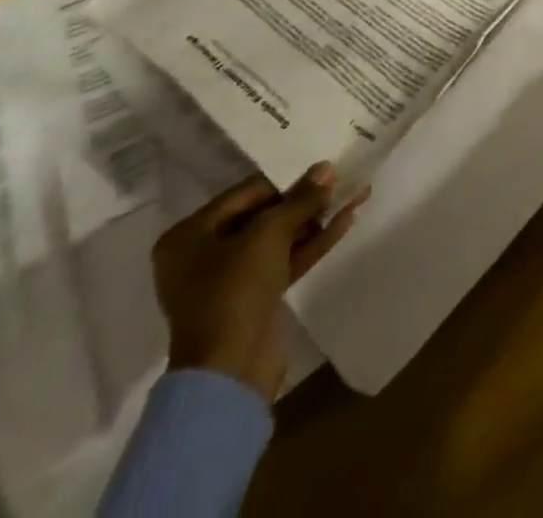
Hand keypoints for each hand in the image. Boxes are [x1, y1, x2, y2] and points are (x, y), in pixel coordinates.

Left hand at [153, 165, 366, 399]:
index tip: (321, 167)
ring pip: (279, 239)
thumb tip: (327, 168)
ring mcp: (230, 280)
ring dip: (315, 219)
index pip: (245, 194)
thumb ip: (300, 199)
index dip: (286, 179)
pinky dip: (312, 243)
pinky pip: (285, 260)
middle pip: (263, 215)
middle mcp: (204, 254)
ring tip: (353, 194)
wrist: (230, 374)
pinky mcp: (255, 298)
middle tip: (341, 179)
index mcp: (189, 236)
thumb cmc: (234, 291)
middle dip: (304, 199)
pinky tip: (346, 221)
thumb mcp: (269, 234)